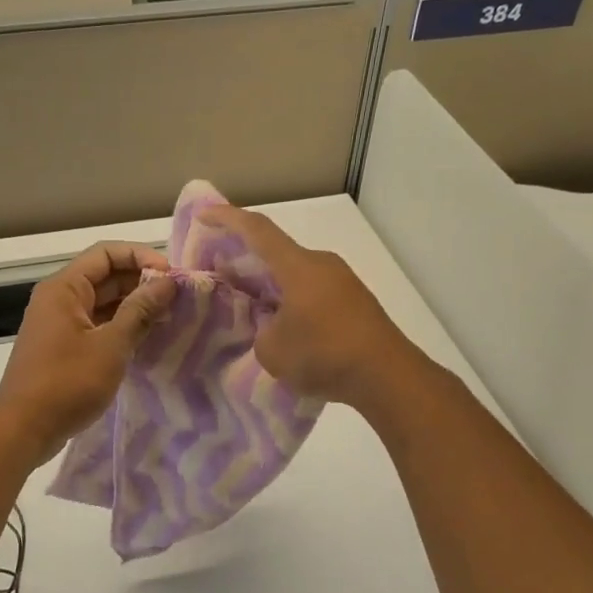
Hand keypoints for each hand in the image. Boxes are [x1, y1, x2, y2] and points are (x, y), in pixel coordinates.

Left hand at [0, 242, 178, 463]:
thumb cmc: (67, 382)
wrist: (23, 429)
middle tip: (177, 298)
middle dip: (141, 281)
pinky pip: (96, 324)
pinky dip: (120, 326)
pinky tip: (147, 338)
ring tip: (168, 317)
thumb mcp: (111, 345)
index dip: (140, 257)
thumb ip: (140, 310)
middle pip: (105, 276)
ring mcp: (59, 324)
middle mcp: (59, 298)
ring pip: (102, 302)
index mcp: (65, 288)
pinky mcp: (62, 347)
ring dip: (133, 305)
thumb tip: (167, 282)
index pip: (106, 253)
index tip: (171, 276)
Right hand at [200, 205, 419, 406]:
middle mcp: (321, 264)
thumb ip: (260, 331)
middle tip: (221, 275)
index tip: (203, 215)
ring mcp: (343, 282)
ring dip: (271, 285)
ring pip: (296, 274)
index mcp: (297, 266)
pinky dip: (292, 301)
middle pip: (276, 252)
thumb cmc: (325, 355)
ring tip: (250, 308)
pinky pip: (313, 292)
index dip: (227, 218)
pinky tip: (284, 328)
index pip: (256, 229)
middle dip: (246, 260)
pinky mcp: (356, 303)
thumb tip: (271, 327)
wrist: (389, 377)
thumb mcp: (272, 350)